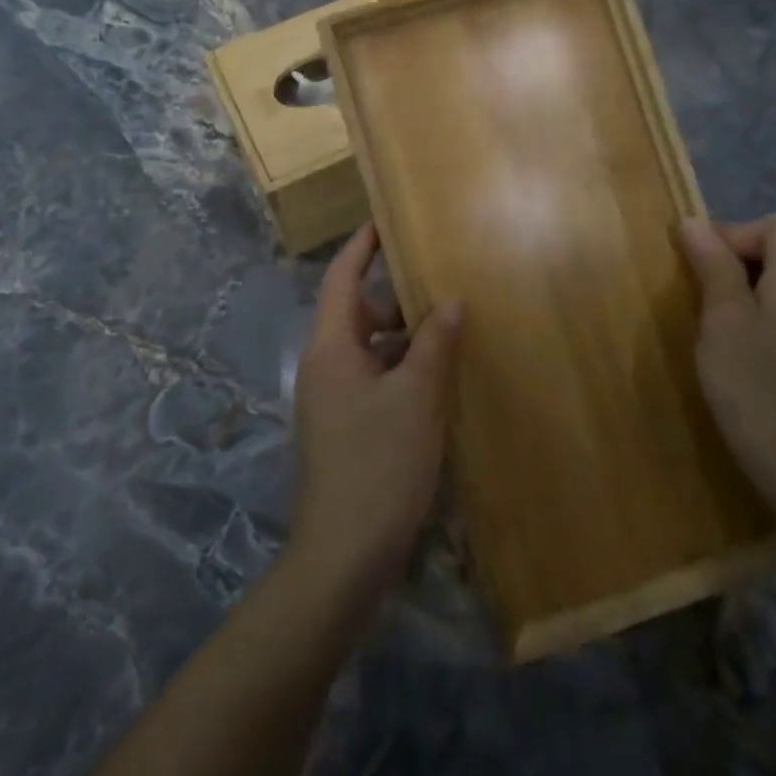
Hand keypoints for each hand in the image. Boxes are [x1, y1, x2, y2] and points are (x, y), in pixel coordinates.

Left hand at [290, 225, 463, 601]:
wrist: (344, 553)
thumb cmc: (379, 464)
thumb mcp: (416, 398)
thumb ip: (434, 344)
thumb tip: (450, 301)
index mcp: (331, 348)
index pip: (342, 279)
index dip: (361, 247)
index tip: (386, 221)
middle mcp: (325, 366)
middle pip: (357, 313)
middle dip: (395, 296)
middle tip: (438, 282)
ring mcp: (332, 400)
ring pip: (369, 349)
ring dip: (403, 337)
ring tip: (448, 328)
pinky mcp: (345, 427)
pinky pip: (373, 379)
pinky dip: (401, 369)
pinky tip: (437, 380)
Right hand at [677, 214, 775, 523]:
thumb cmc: (757, 385)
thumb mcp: (723, 320)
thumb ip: (713, 266)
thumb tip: (695, 223)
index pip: (775, 225)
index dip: (733, 235)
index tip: (699, 269)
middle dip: (737, 261)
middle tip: (702, 297)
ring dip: (747, 290)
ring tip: (716, 324)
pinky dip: (765, 316)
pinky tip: (744, 351)